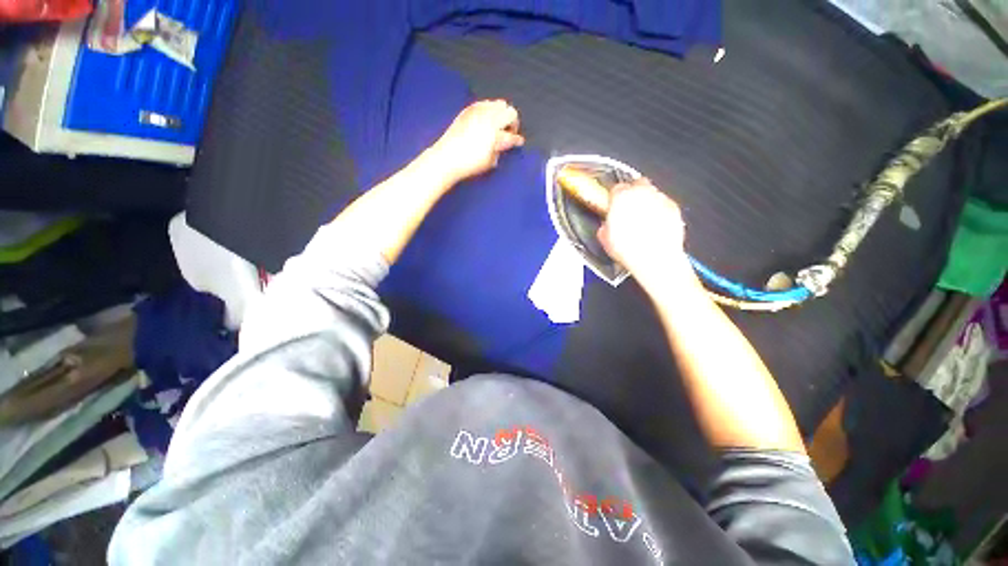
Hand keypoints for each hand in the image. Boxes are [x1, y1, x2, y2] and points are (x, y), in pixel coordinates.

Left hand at [427, 99, 524, 184]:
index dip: (517, 139)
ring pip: (498, 103)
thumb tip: (504, 143)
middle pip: (510, 111)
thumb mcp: (490, 161)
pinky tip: (486, 120)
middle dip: (512, 122)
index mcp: (495, 131)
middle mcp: (488, 117)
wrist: (447, 157)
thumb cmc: (470, 163)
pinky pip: (484, 103)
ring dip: (501, 114)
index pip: (512, 133)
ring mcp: (477, 110)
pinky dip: (489, 109)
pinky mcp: (467, 110)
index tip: (519, 142)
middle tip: (508, 133)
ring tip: (498, 126)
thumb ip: (500, 149)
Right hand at [598, 179, 694, 291]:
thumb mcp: (605, 240)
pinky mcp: (673, 207)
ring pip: (651, 192)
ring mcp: (659, 198)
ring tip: (642, 220)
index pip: (616, 188)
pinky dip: (660, 210)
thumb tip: (607, 226)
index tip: (614, 206)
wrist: (655, 258)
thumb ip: (605, 226)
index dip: (614, 198)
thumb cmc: (630, 249)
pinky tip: (655, 225)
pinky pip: (664, 203)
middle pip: (636, 184)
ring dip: (646, 202)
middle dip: (633, 194)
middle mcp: (641, 193)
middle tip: (629, 209)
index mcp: (621, 198)